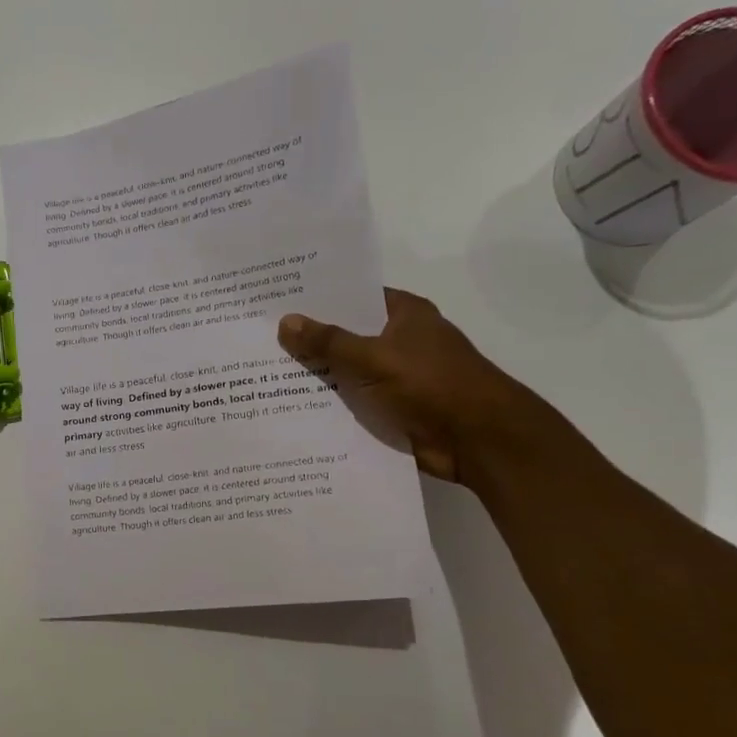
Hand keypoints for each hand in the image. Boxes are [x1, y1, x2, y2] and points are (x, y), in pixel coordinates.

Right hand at [277, 288, 547, 482]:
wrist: (477, 440)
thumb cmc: (431, 384)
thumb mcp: (373, 357)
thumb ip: (329, 342)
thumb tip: (286, 322)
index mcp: (403, 314)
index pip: (353, 296)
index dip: (318, 298)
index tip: (276, 300)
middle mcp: (399, 340)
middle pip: (346, 334)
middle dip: (308, 338)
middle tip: (259, 337)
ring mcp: (395, 376)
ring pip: (346, 370)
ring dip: (315, 375)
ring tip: (262, 372)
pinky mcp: (391, 408)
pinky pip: (352, 401)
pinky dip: (328, 404)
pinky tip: (288, 406)